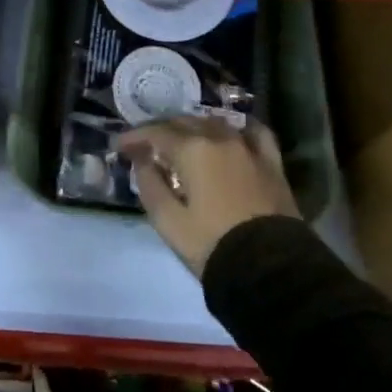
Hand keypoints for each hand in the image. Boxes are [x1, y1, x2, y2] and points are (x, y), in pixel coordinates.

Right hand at [117, 117, 297, 277]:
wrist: (270, 268)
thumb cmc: (212, 244)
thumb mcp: (168, 222)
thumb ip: (150, 185)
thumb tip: (142, 160)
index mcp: (192, 150)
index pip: (156, 133)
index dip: (135, 137)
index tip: (120, 145)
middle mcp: (219, 138)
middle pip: (184, 122)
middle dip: (161, 131)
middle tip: (146, 145)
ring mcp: (249, 147)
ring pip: (215, 123)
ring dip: (194, 127)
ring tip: (183, 140)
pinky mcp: (271, 163)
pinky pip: (255, 133)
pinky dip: (239, 129)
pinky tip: (233, 133)